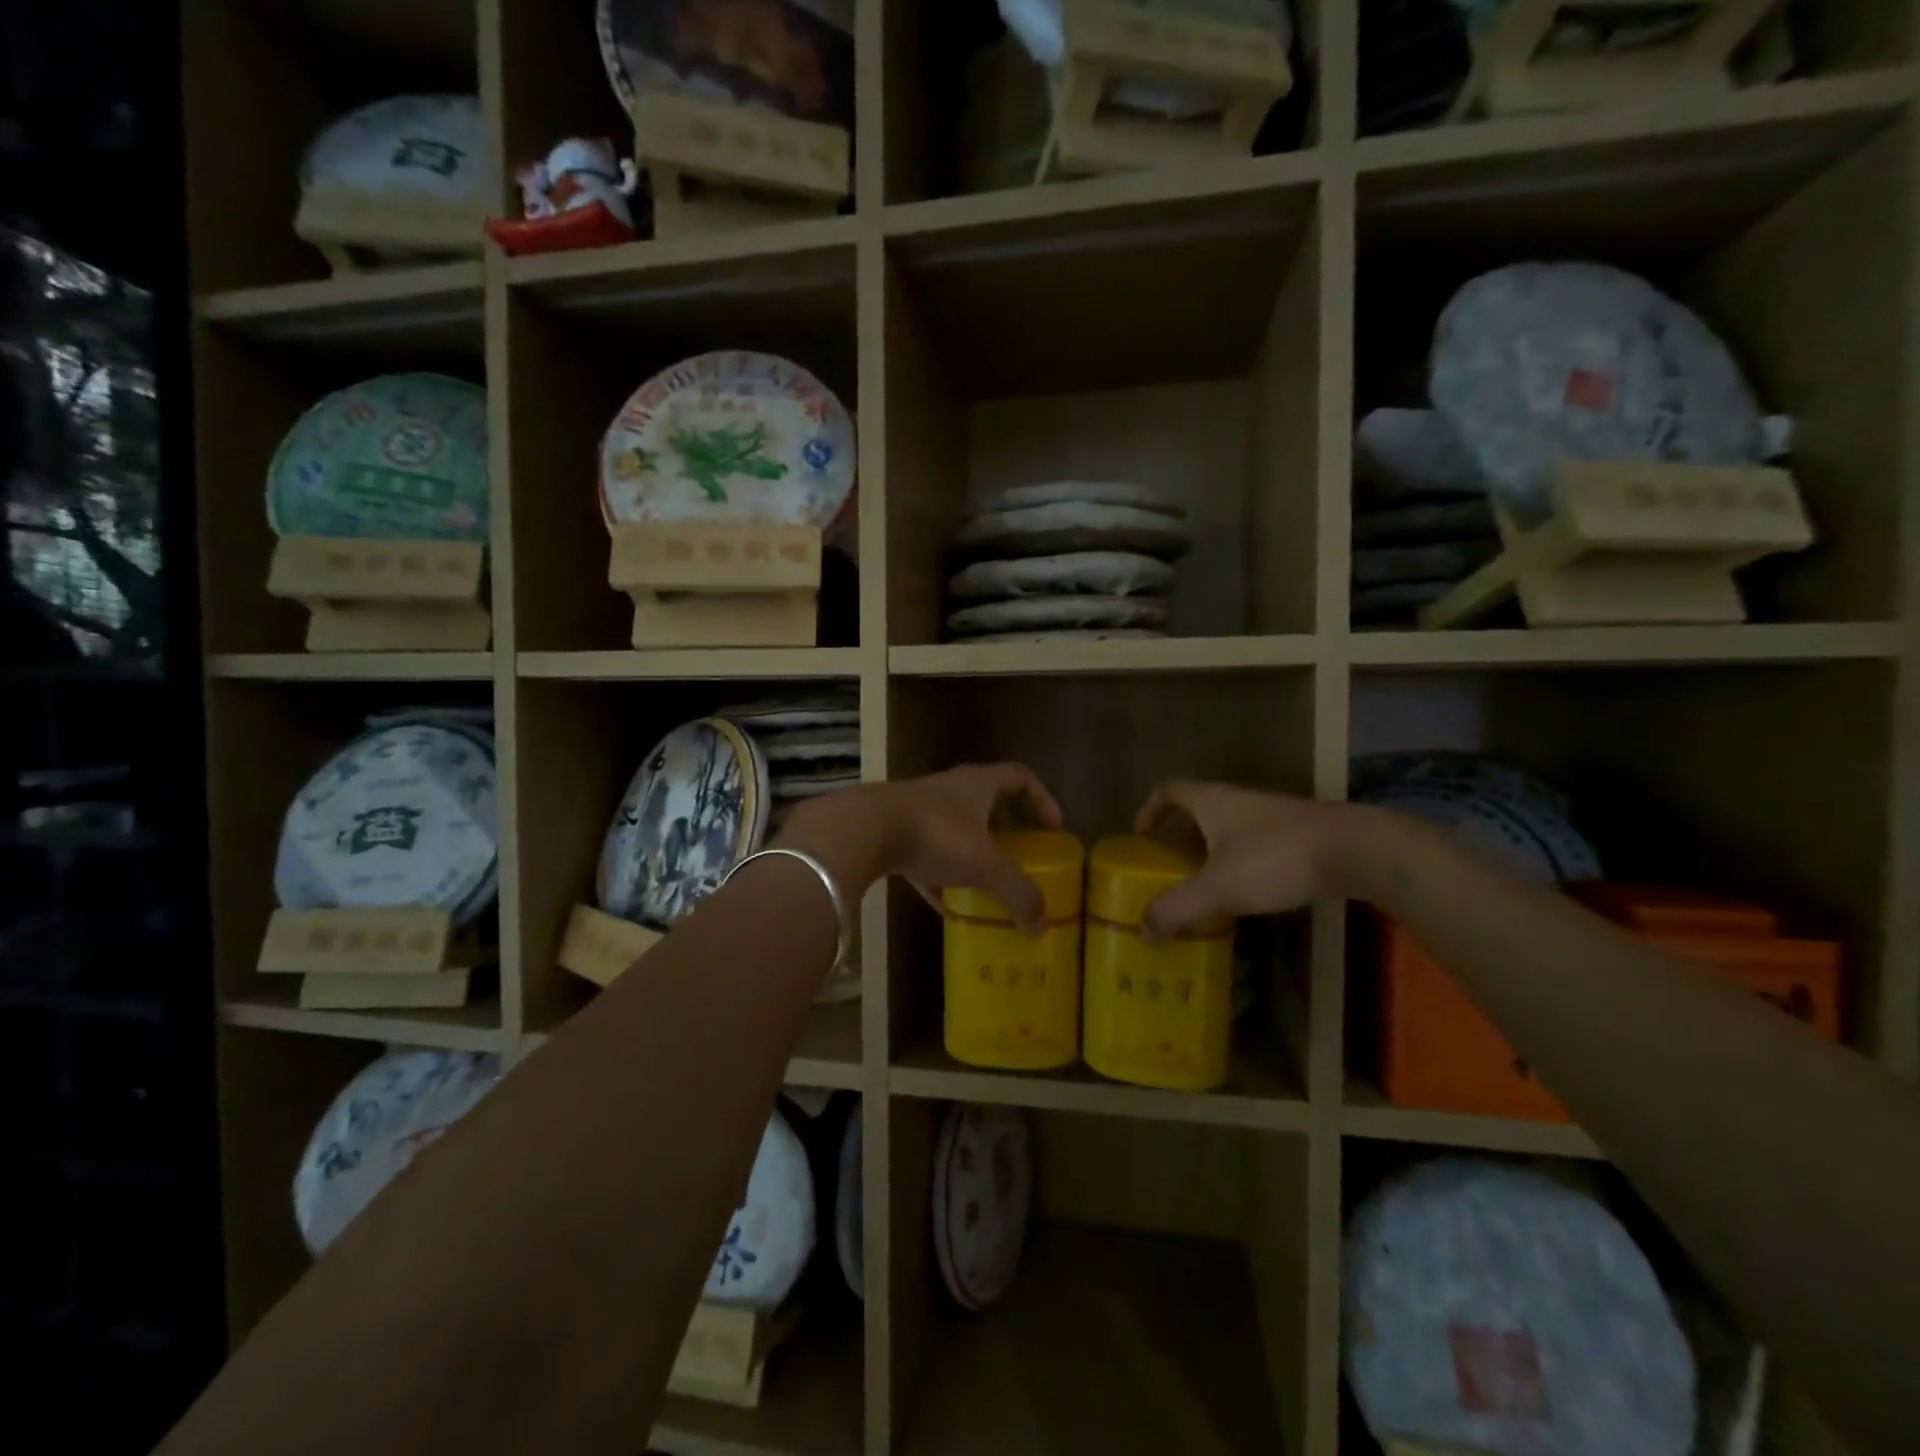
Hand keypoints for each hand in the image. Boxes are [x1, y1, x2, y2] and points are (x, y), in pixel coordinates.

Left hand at [781, 764, 1063, 933]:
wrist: (864, 831)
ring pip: (954, 829)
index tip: (1053, 827)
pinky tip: (945, 907)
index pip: (1019, 777)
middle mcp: (949, 790)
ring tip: (986, 885)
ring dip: (971, 854)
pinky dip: (939, 878)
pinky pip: (925, 856)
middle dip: (1005, 829)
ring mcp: (918, 810)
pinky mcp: (892, 833)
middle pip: (986, 802)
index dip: (1041, 798)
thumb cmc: (936, 835)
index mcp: (977, 784)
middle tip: (1021, 855)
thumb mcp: (985, 866)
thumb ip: (1018, 893)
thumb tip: (1042, 925)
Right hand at [1133, 782, 1353, 938]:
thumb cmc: (1275, 858)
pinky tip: (1251, 895)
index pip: (1171, 791)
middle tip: (1172, 869)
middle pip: (1201, 811)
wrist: (1356, 850)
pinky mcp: (1302, 837)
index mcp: (1213, 802)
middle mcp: (1240, 801)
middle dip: (1182, 838)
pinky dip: (1245, 865)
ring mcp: (1274, 817)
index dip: (1151, 809)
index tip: (1142, 836)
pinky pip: (1259, 847)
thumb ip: (1177, 908)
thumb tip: (1144, 929)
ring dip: (1214, 854)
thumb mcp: (1217, 888)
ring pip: (1232, 830)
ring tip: (1208, 888)